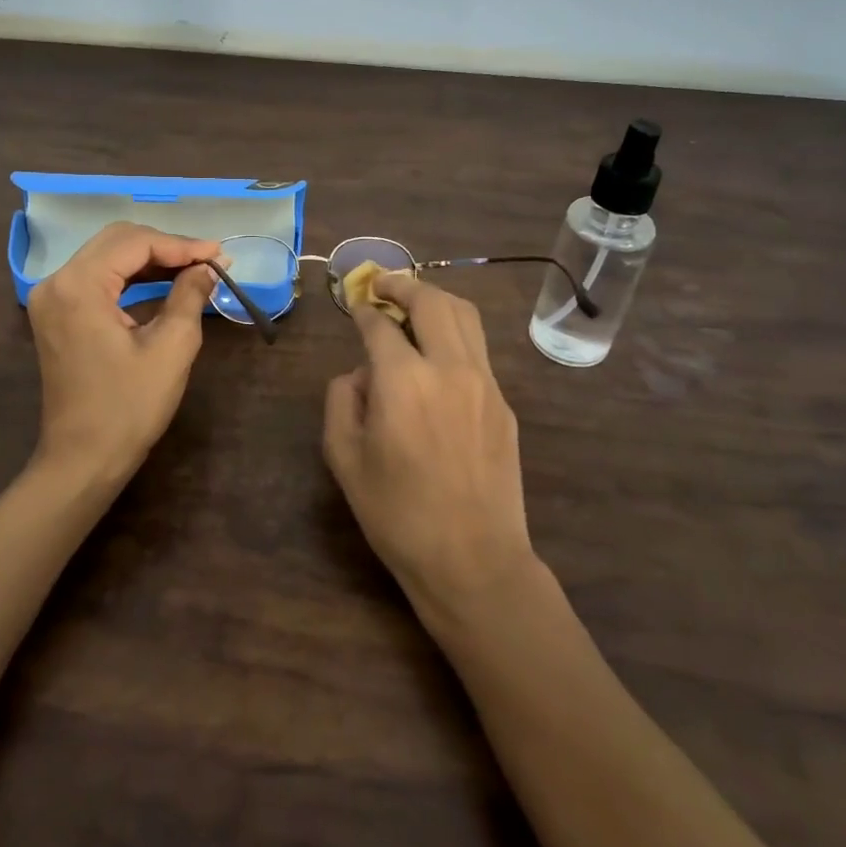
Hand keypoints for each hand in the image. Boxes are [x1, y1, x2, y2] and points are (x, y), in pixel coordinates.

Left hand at [27, 221, 219, 484]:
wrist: (83, 460)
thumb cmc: (128, 408)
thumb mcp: (171, 348)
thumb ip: (189, 295)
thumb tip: (208, 266)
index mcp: (79, 286)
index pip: (135, 244)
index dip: (181, 245)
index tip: (220, 253)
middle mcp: (56, 282)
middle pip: (117, 241)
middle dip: (166, 246)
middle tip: (208, 259)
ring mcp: (52, 298)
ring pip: (107, 256)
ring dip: (150, 259)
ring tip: (194, 268)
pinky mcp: (56, 314)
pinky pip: (97, 278)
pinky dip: (131, 277)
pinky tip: (163, 283)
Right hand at [323, 273, 536, 617]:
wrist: (473, 561)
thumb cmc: (397, 514)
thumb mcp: (344, 458)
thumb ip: (342, 400)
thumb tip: (360, 374)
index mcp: (403, 380)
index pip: (380, 324)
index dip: (363, 310)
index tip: (354, 305)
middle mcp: (449, 368)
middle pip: (431, 301)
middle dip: (402, 285)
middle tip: (382, 285)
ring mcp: (484, 383)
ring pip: (464, 316)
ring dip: (435, 300)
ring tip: (413, 304)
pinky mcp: (504, 404)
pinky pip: (478, 350)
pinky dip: (455, 334)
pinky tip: (438, 354)